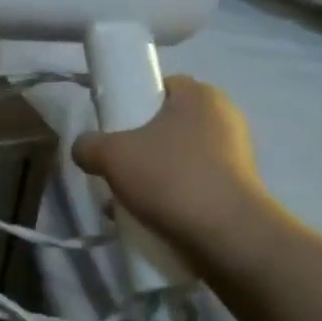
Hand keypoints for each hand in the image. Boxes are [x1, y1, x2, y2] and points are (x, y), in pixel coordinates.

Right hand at [71, 75, 276, 270]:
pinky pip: (192, 183)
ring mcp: (236, 155)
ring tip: (128, 199)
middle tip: (116, 166)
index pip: (160, 86)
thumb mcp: (111, 155)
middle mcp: (224, 118)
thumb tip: (83, 148)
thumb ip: (88, 145)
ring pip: (177, 157)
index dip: (132, 102)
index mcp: (200, 95)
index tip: (113, 128)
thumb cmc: (170, 178)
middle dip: (138, 146)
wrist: (226, 234)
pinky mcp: (237, 188)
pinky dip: (171, 195)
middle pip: (166, 125)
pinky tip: (149, 216)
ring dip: (152, 175)